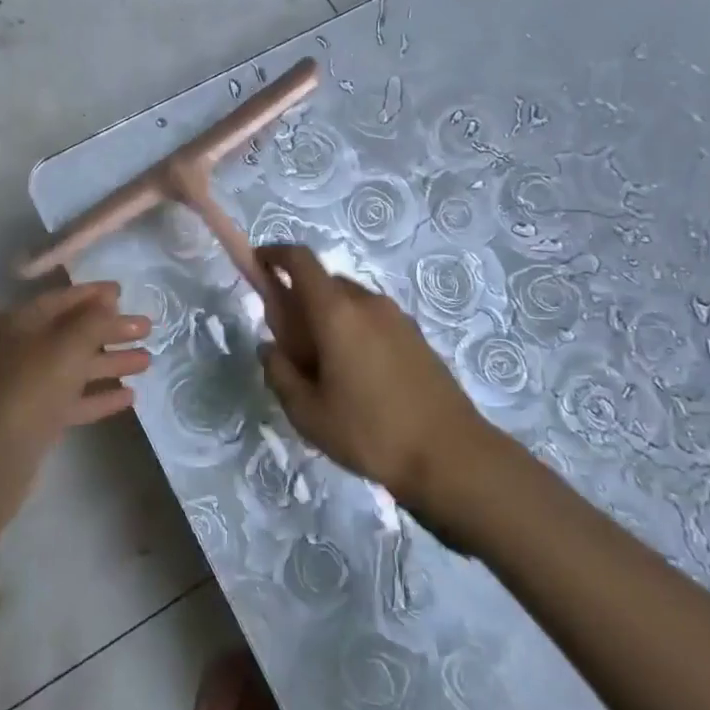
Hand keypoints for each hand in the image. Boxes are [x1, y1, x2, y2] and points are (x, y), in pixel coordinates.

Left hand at [0, 283, 151, 462]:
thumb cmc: (30, 386)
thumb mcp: (66, 346)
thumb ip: (93, 320)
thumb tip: (108, 298)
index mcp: (22, 323)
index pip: (62, 299)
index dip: (94, 293)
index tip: (125, 291)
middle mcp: (23, 349)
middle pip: (73, 333)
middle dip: (111, 330)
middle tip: (148, 328)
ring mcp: (29, 386)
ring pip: (76, 367)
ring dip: (111, 362)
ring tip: (148, 361)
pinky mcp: (38, 419)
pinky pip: (74, 399)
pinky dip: (99, 395)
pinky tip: (130, 397)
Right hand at [257, 244, 486, 504]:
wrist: (450, 455)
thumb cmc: (370, 432)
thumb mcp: (308, 413)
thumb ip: (280, 373)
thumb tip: (269, 348)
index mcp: (336, 312)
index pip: (301, 260)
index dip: (275, 254)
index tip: (259, 263)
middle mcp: (367, 302)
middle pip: (324, 283)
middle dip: (300, 301)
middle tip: (290, 344)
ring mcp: (396, 317)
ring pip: (349, 302)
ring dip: (329, 319)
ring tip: (325, 369)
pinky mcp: (415, 335)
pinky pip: (372, 319)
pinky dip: (353, 331)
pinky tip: (358, 377)